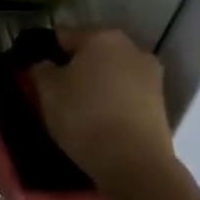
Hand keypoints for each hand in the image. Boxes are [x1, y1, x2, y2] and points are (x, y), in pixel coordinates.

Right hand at [30, 29, 173, 185]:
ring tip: (82, 109)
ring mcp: (150, 74)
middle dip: (77, 66)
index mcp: (101, 36)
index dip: (49, 51)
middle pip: (94, 51)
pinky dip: (115, 101)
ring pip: (113, 72)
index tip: (39, 72)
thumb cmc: (85, 117)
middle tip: (59, 91)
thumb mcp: (48, 91)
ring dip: (99, 83)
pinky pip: (128, 93)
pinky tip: (103, 121)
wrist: (135, 164)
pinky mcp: (161, 102)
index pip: (65, 35)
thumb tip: (46, 65)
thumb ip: (42, 70)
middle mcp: (130, 47)